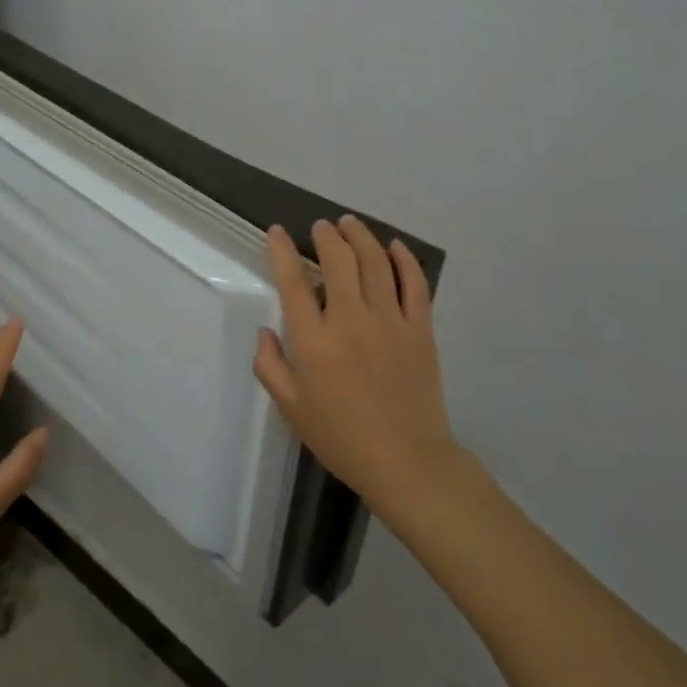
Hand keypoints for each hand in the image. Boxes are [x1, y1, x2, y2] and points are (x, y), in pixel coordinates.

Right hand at [253, 216, 461, 517]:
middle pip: (339, 260)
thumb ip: (270, 366)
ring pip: (376, 263)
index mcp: (314, 341)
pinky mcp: (420, 329)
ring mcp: (390, 322)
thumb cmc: (341, 437)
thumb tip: (265, 332)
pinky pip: (414, 284)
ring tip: (350, 224)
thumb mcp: (291, 407)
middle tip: (321, 227)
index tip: (278, 232)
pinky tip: (395, 247)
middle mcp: (351, 320)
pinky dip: (404, 260)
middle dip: (326, 236)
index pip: (293, 282)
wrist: (406, 461)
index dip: (283, 251)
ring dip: (361, 237)